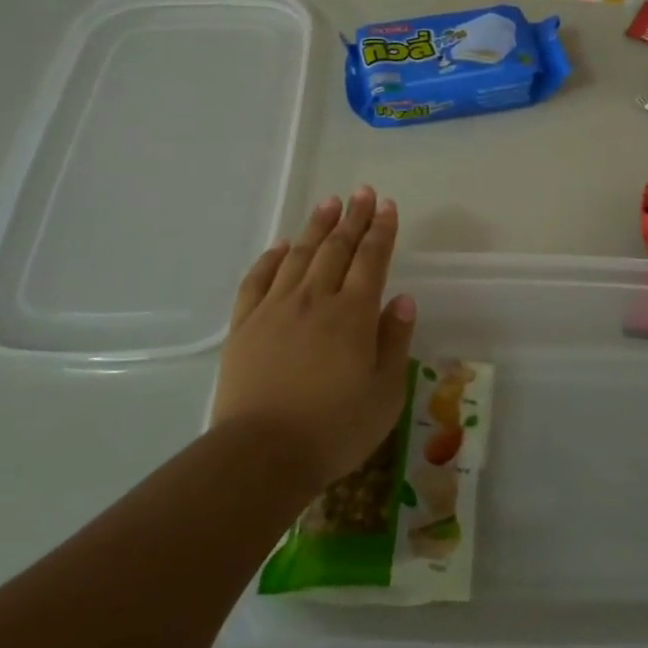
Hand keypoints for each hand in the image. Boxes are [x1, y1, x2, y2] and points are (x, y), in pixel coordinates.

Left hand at [211, 187, 416, 493]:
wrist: (261, 455)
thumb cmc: (334, 429)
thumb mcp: (385, 393)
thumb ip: (395, 341)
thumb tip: (403, 299)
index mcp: (353, 314)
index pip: (372, 259)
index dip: (381, 230)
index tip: (387, 205)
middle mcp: (315, 300)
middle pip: (336, 248)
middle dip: (352, 218)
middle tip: (361, 192)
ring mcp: (275, 309)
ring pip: (298, 255)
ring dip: (316, 227)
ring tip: (328, 204)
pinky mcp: (244, 326)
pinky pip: (258, 280)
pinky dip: (270, 258)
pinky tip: (280, 246)